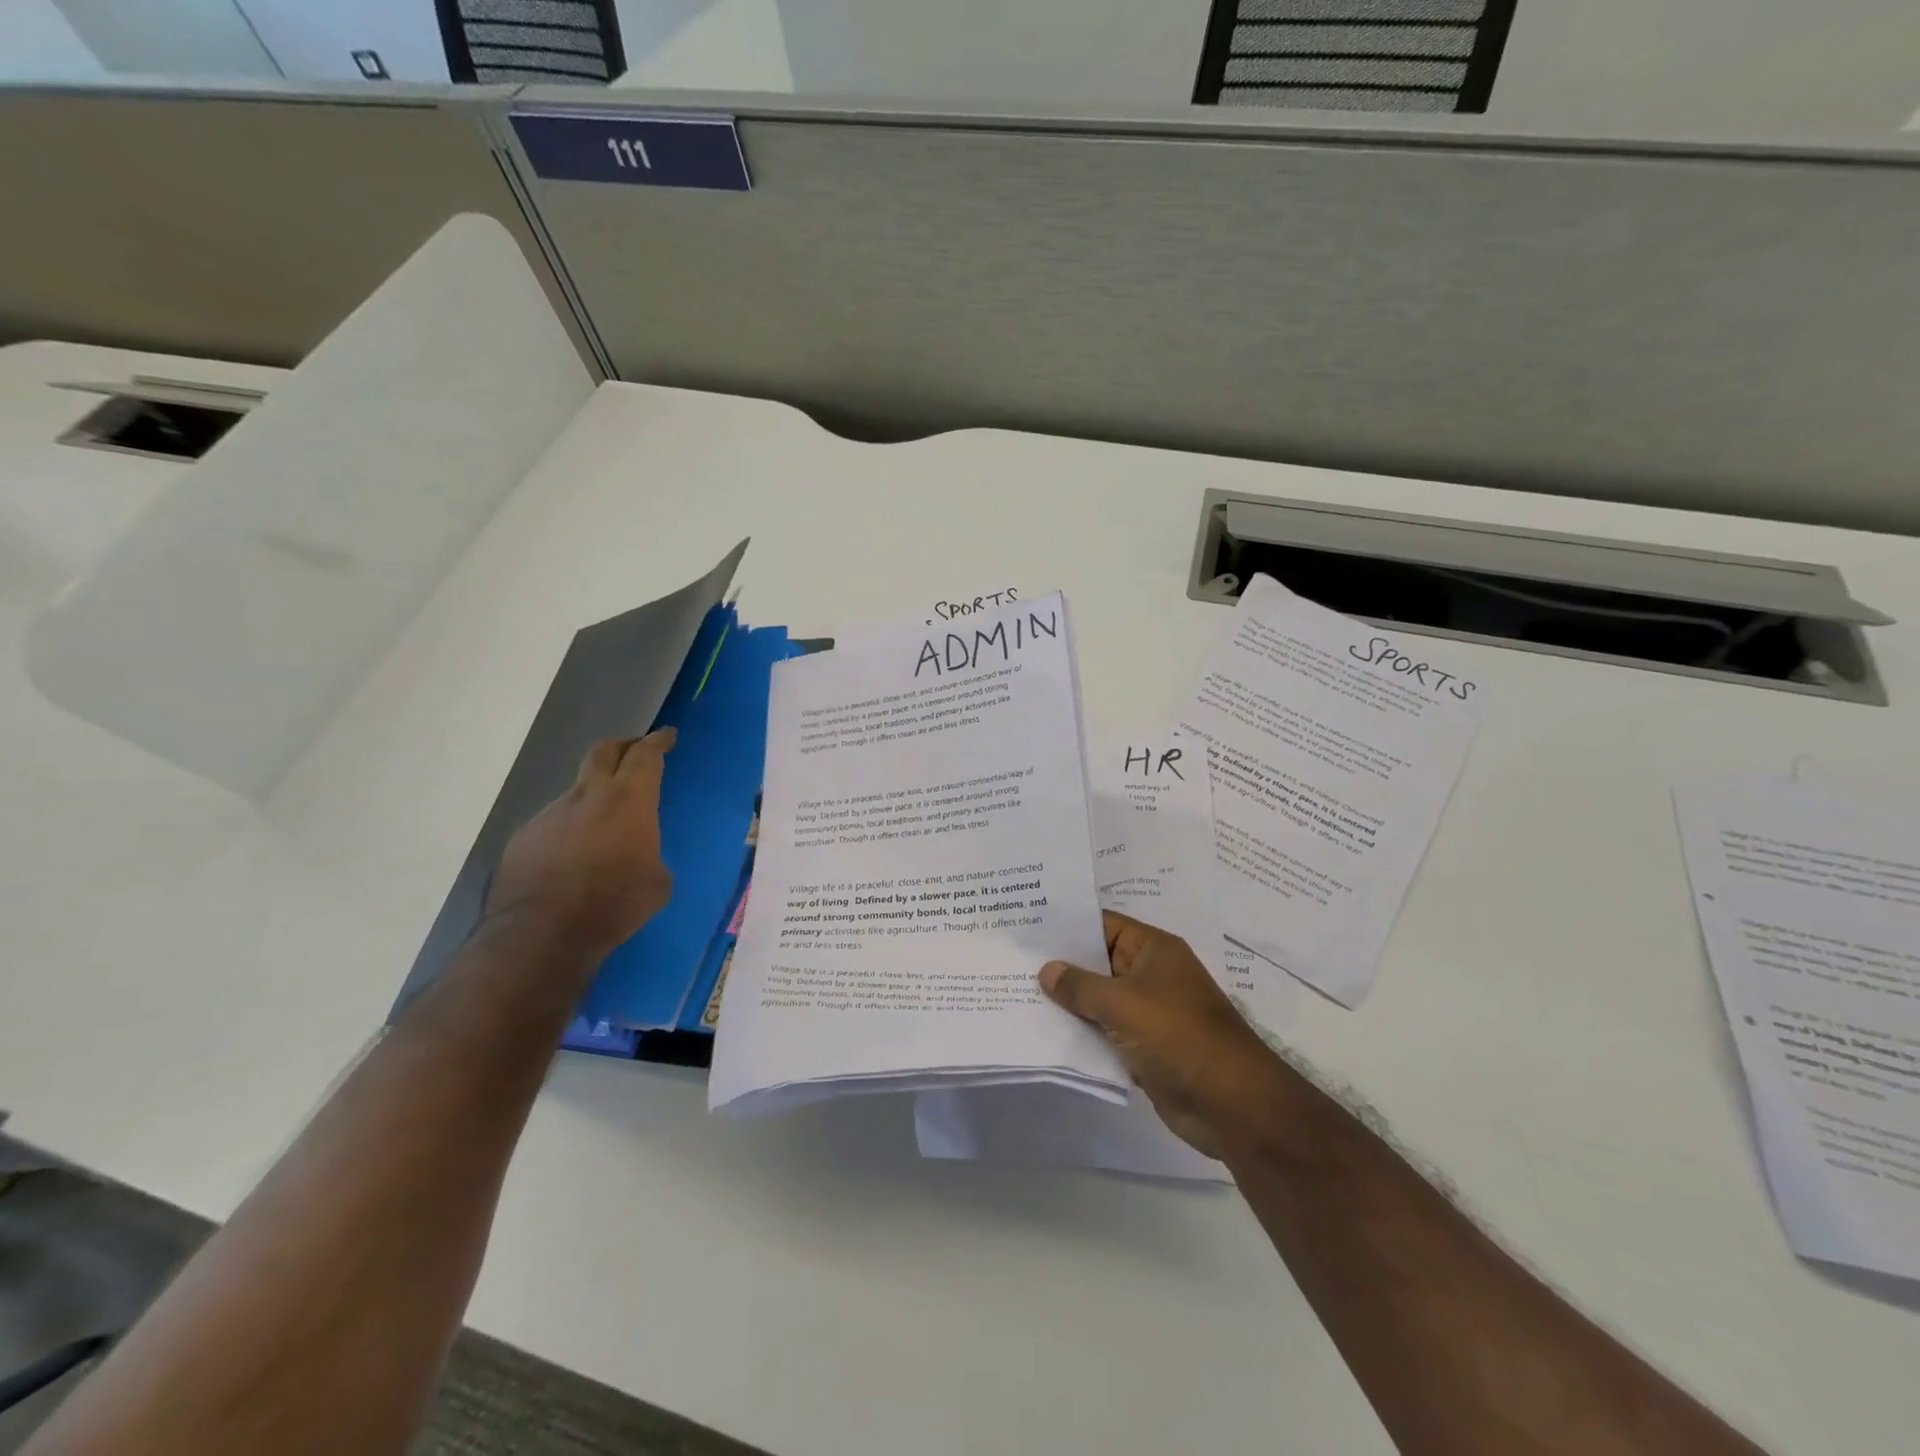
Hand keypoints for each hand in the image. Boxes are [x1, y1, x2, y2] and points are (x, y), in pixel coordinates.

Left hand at [484, 730, 676, 957]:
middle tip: (635, 750)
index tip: (666, 734)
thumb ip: (651, 853)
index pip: (645, 756)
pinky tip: (572, 857)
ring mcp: (550, 814)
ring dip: (594, 797)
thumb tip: (639, 853)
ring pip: (577, 791)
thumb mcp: (658, 882)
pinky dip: (569, 829)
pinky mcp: (524, 837)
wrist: (542, 933)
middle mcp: (588, 796)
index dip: (657, 741)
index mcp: (629, 801)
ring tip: (603, 824)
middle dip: (623, 746)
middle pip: (603, 752)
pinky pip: (553, 823)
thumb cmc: (615, 904)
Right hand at [1041, 912, 1287, 1159]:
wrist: (1231, 1104)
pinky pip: (1106, 1033)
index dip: (1067, 927)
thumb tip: (1047, 970)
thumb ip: (1080, 986)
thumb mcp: (1123, 1003)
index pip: (1103, 925)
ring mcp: (1148, 1013)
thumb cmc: (1178, 1035)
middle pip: (1098, 963)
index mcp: (1153, 950)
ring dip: (1069, 1004)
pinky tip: (1046, 1035)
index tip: (1027, 929)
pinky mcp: (1145, 1049)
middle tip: (1013, 963)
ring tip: (1018, 996)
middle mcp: (1151, 975)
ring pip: (1100, 1001)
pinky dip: (1083, 1035)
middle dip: (1061, 967)